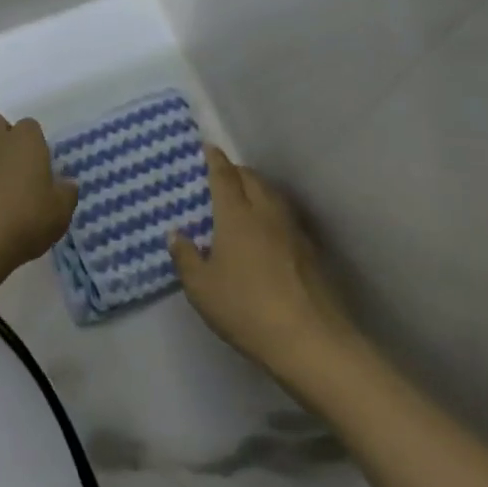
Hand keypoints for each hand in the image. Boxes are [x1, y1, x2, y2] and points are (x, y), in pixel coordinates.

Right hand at [170, 148, 357, 376]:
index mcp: (236, 215)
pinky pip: (286, 216)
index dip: (215, 160)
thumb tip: (176, 233)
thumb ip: (186, 257)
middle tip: (222, 176)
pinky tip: (268, 231)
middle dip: (236, 171)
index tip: (208, 147)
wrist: (309, 339)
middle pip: (252, 178)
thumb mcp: (201, 288)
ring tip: (245, 198)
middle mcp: (266, 212)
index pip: (224, 176)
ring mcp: (293, 230)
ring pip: (273, 195)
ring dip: (257, 188)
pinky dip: (272, 212)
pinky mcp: (311, 250)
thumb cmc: (245, 308)